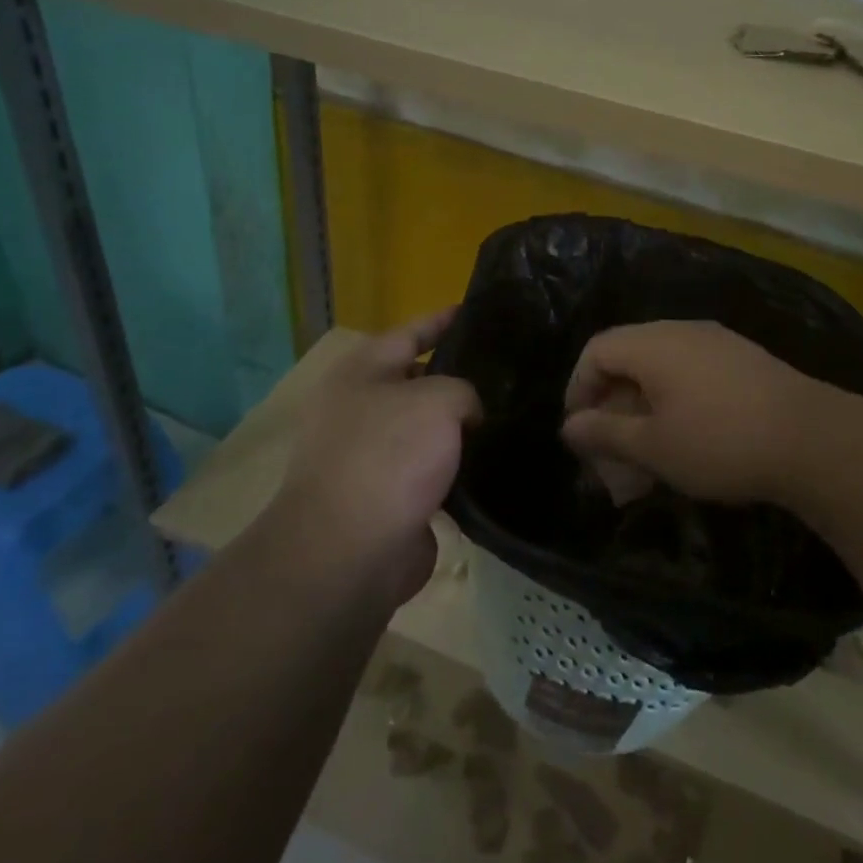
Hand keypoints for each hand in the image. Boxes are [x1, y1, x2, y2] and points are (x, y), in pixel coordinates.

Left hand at [263, 310, 480, 606]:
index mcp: (361, 372)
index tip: (476, 310)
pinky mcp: (391, 496)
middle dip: (460, 375)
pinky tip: (497, 460)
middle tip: (509, 368)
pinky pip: (434, 469)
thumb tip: (468, 416)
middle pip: (419, 380)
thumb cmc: (388, 456)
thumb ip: (464, 391)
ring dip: (462, 425)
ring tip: (511, 412)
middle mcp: (363, 408)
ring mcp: (374, 455)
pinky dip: (460, 466)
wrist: (350, 552)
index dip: (443, 320)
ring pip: (429, 428)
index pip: (410, 332)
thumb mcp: (438, 400)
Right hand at [560, 320, 862, 511]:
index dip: (578, 388)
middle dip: (612, 404)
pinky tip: (687, 438)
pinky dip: (675, 401)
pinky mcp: (743, 358)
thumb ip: (605, 433)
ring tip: (647, 452)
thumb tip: (569, 426)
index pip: (596, 350)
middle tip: (612, 449)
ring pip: (662, 367)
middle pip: (628, 356)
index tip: (580, 432)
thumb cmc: (719, 442)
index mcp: (653, 343)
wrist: (812, 438)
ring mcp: (717, 341)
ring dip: (644, 407)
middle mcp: (682, 330)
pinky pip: (692, 372)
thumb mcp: (653, 447)